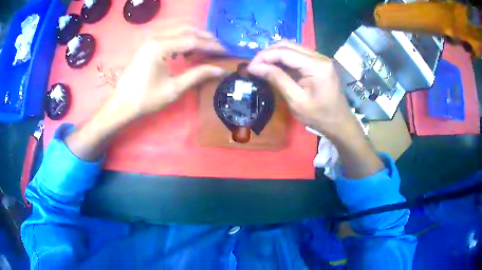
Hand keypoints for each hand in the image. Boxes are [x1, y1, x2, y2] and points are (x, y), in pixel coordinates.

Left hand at [112, 24, 226, 121]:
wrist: (122, 105)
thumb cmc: (146, 99)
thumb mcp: (174, 89)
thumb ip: (198, 75)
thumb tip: (220, 70)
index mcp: (160, 47)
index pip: (193, 40)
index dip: (212, 46)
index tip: (226, 51)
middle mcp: (156, 37)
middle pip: (187, 29)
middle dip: (206, 37)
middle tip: (219, 47)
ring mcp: (151, 38)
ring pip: (179, 29)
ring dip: (195, 35)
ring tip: (207, 48)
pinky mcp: (148, 43)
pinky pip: (171, 34)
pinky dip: (183, 38)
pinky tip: (187, 50)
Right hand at [248, 42, 382, 177]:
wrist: (339, 122)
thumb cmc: (319, 116)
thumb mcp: (296, 100)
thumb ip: (277, 79)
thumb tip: (255, 67)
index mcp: (316, 66)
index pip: (284, 52)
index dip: (264, 56)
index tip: (249, 67)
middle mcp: (319, 56)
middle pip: (288, 45)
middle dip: (268, 53)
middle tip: (254, 66)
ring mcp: (320, 58)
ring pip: (292, 47)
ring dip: (275, 54)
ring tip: (262, 65)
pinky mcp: (319, 62)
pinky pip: (298, 54)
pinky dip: (284, 57)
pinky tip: (275, 66)